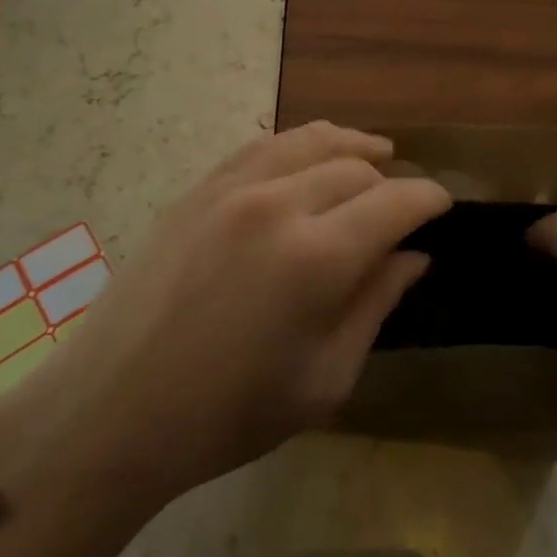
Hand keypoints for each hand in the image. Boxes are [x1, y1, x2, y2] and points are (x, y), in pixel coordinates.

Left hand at [26, 123, 450, 501]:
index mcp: (317, 257)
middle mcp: (278, 204)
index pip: (396, 202)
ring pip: (309, 141)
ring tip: (375, 152)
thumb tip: (413, 257)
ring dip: (351, 145)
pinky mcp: (197, 191)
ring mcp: (230, 189)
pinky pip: (261, 147)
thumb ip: (375, 305)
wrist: (112, 412)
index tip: (444, 206)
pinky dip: (298, 144)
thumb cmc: (228, 415)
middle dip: (392, 181)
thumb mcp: (325, 378)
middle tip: (404, 204)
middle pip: (356, 168)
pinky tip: (308, 156)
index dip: (429, 198)